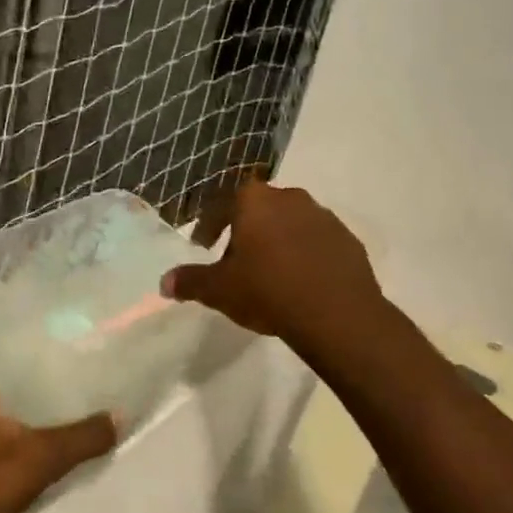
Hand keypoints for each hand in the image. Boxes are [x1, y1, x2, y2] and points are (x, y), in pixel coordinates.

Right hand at [161, 177, 383, 352]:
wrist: (336, 314)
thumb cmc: (268, 291)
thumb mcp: (219, 290)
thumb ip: (190, 282)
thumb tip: (164, 282)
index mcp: (255, 201)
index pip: (222, 203)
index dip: (209, 224)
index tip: (203, 245)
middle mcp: (290, 198)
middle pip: (259, 210)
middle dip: (245, 231)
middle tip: (235, 260)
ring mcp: (323, 217)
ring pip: (290, 223)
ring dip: (277, 241)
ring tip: (269, 272)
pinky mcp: (348, 240)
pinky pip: (317, 242)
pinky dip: (305, 254)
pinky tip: (300, 282)